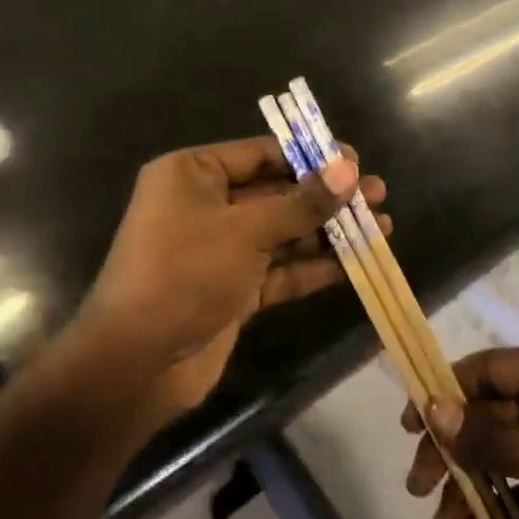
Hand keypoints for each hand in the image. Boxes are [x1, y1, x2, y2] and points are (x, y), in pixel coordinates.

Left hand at [68, 136, 388, 422]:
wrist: (136, 364)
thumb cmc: (184, 274)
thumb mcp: (246, 231)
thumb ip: (302, 203)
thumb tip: (350, 169)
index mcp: (193, 174)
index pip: (261, 154)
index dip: (310, 157)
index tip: (354, 161)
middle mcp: (206, 205)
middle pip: (278, 193)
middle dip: (327, 197)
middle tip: (376, 193)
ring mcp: (221, 249)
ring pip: (284, 232)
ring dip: (328, 232)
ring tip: (381, 227)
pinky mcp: (234, 288)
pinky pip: (280, 269)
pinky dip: (314, 266)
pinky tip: (355, 263)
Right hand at [404, 345, 518, 518]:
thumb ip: (487, 434)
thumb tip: (433, 408)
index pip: (491, 369)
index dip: (446, 392)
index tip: (410, 424)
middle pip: (492, 414)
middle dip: (455, 453)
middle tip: (418, 487)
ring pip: (503, 455)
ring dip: (472, 491)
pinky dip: (497, 511)